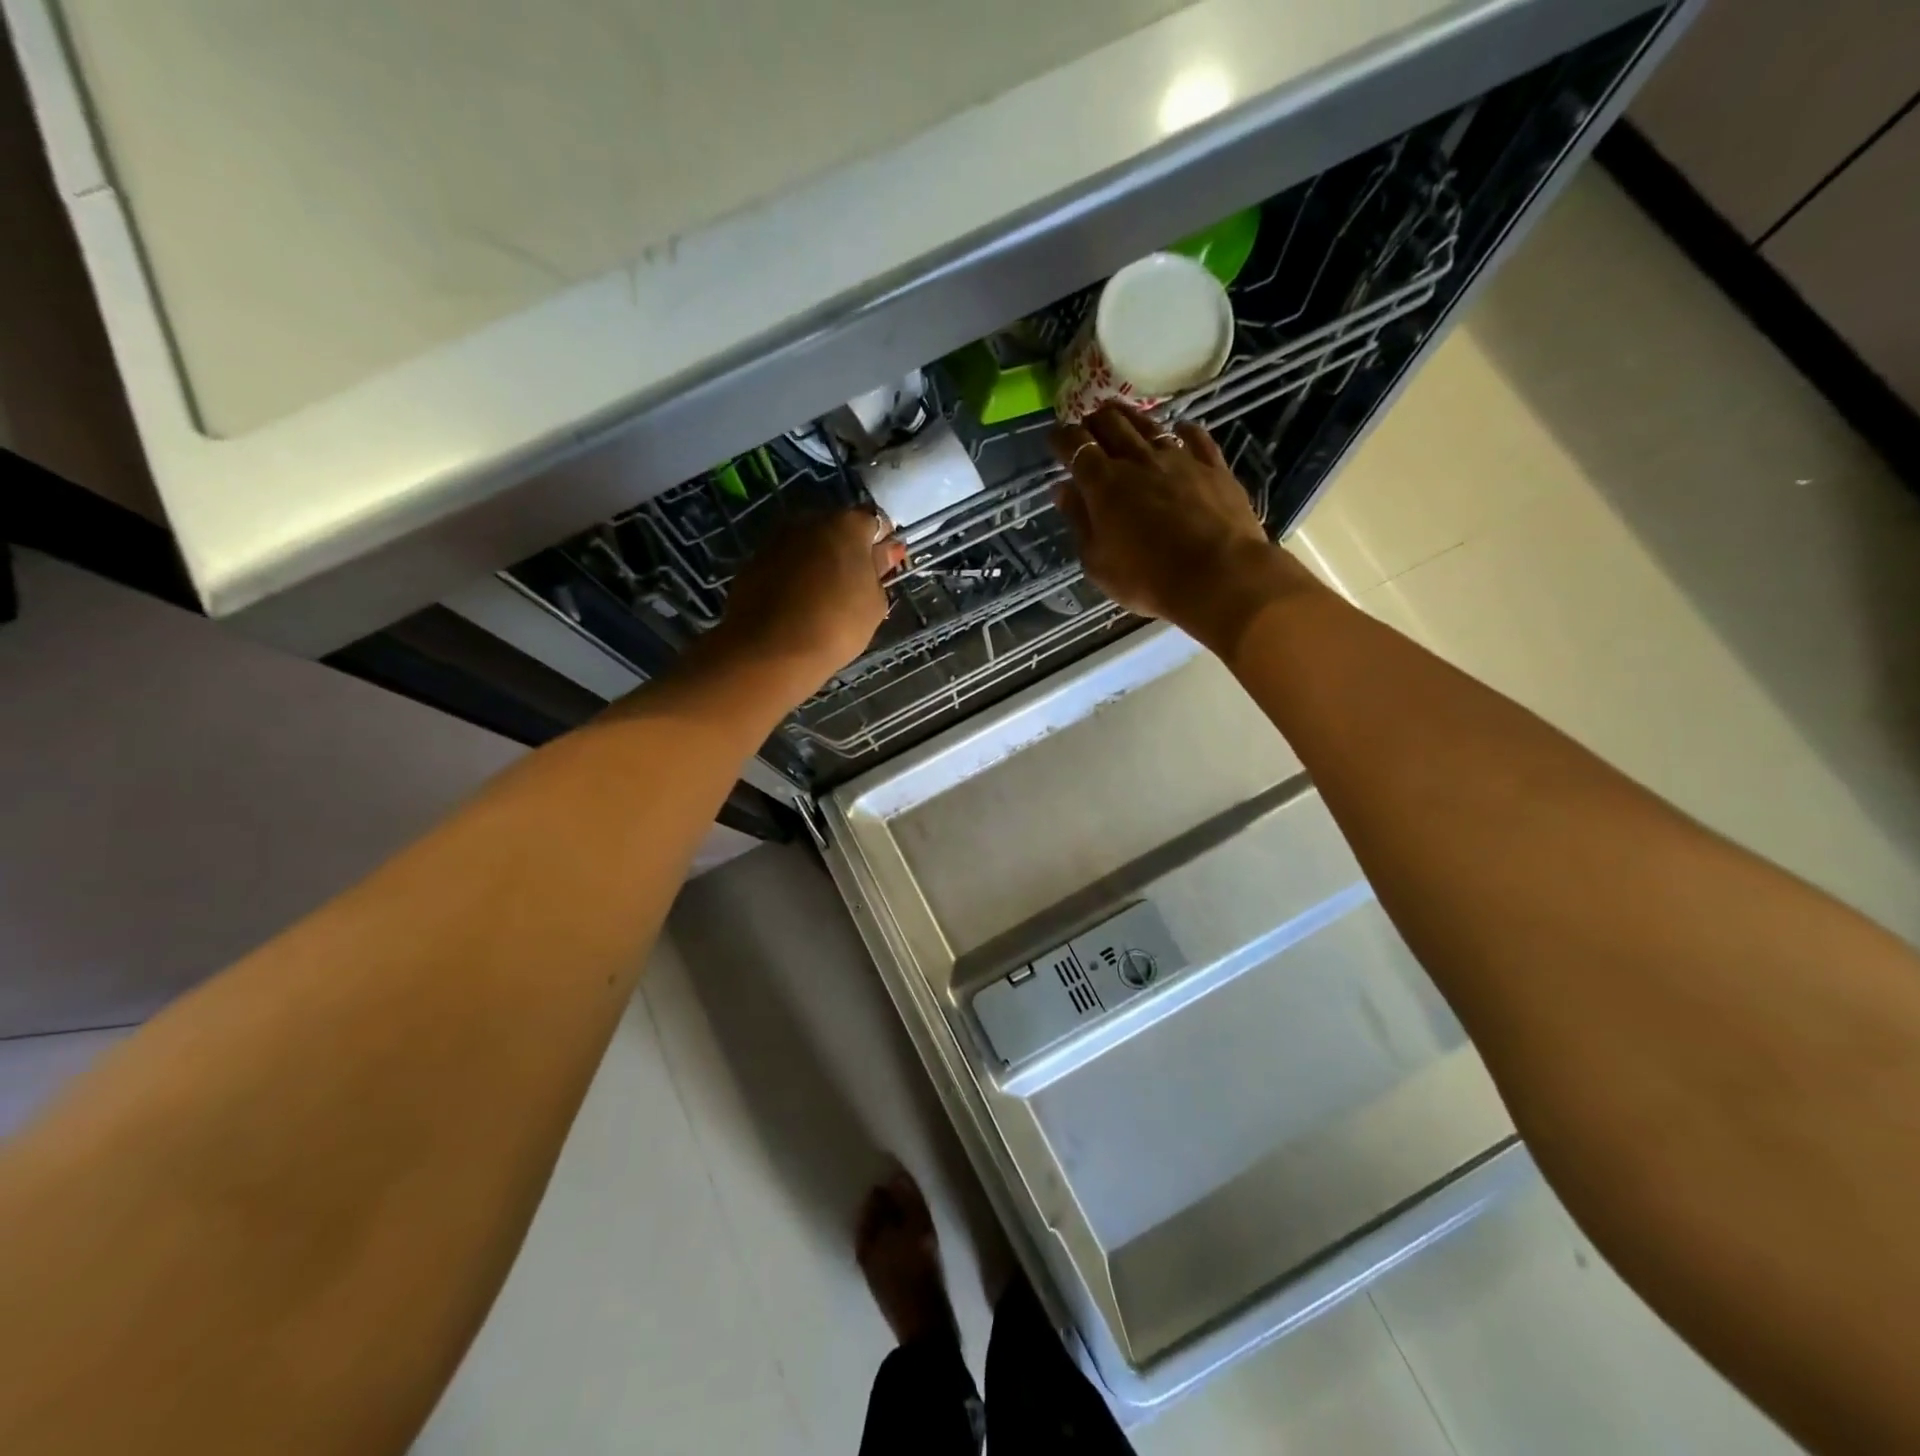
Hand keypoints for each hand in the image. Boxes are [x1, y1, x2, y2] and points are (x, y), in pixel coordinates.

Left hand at [705, 509, 907, 696]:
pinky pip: (784, 563)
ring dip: (818, 562)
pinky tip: (797, 605)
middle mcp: (809, 521)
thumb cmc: (836, 625)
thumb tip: (882, 554)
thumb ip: (879, 571)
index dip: (881, 544)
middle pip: (837, 529)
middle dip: (847, 550)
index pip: (874, 522)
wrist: (771, 650)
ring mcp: (776, 539)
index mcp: (846, 525)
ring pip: (807, 545)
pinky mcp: (753, 561)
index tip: (883, 569)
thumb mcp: (874, 604)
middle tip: (854, 586)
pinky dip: (794, 577)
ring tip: (824, 599)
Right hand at [1051, 406, 1320, 656]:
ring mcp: (1179, 459)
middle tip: (1087, 424)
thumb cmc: (1147, 579)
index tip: (1055, 438)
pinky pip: (1195, 438)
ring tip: (1119, 414)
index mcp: (1104, 484)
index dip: (1062, 439)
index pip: (1076, 447)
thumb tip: (1063, 490)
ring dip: (1129, 416)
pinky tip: (1179, 428)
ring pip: (1149, 424)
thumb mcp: (1098, 562)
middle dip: (1093, 420)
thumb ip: (1079, 522)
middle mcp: (1138, 460)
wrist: (1218, 576)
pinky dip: (1182, 430)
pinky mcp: (1213, 467)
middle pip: (1111, 425)